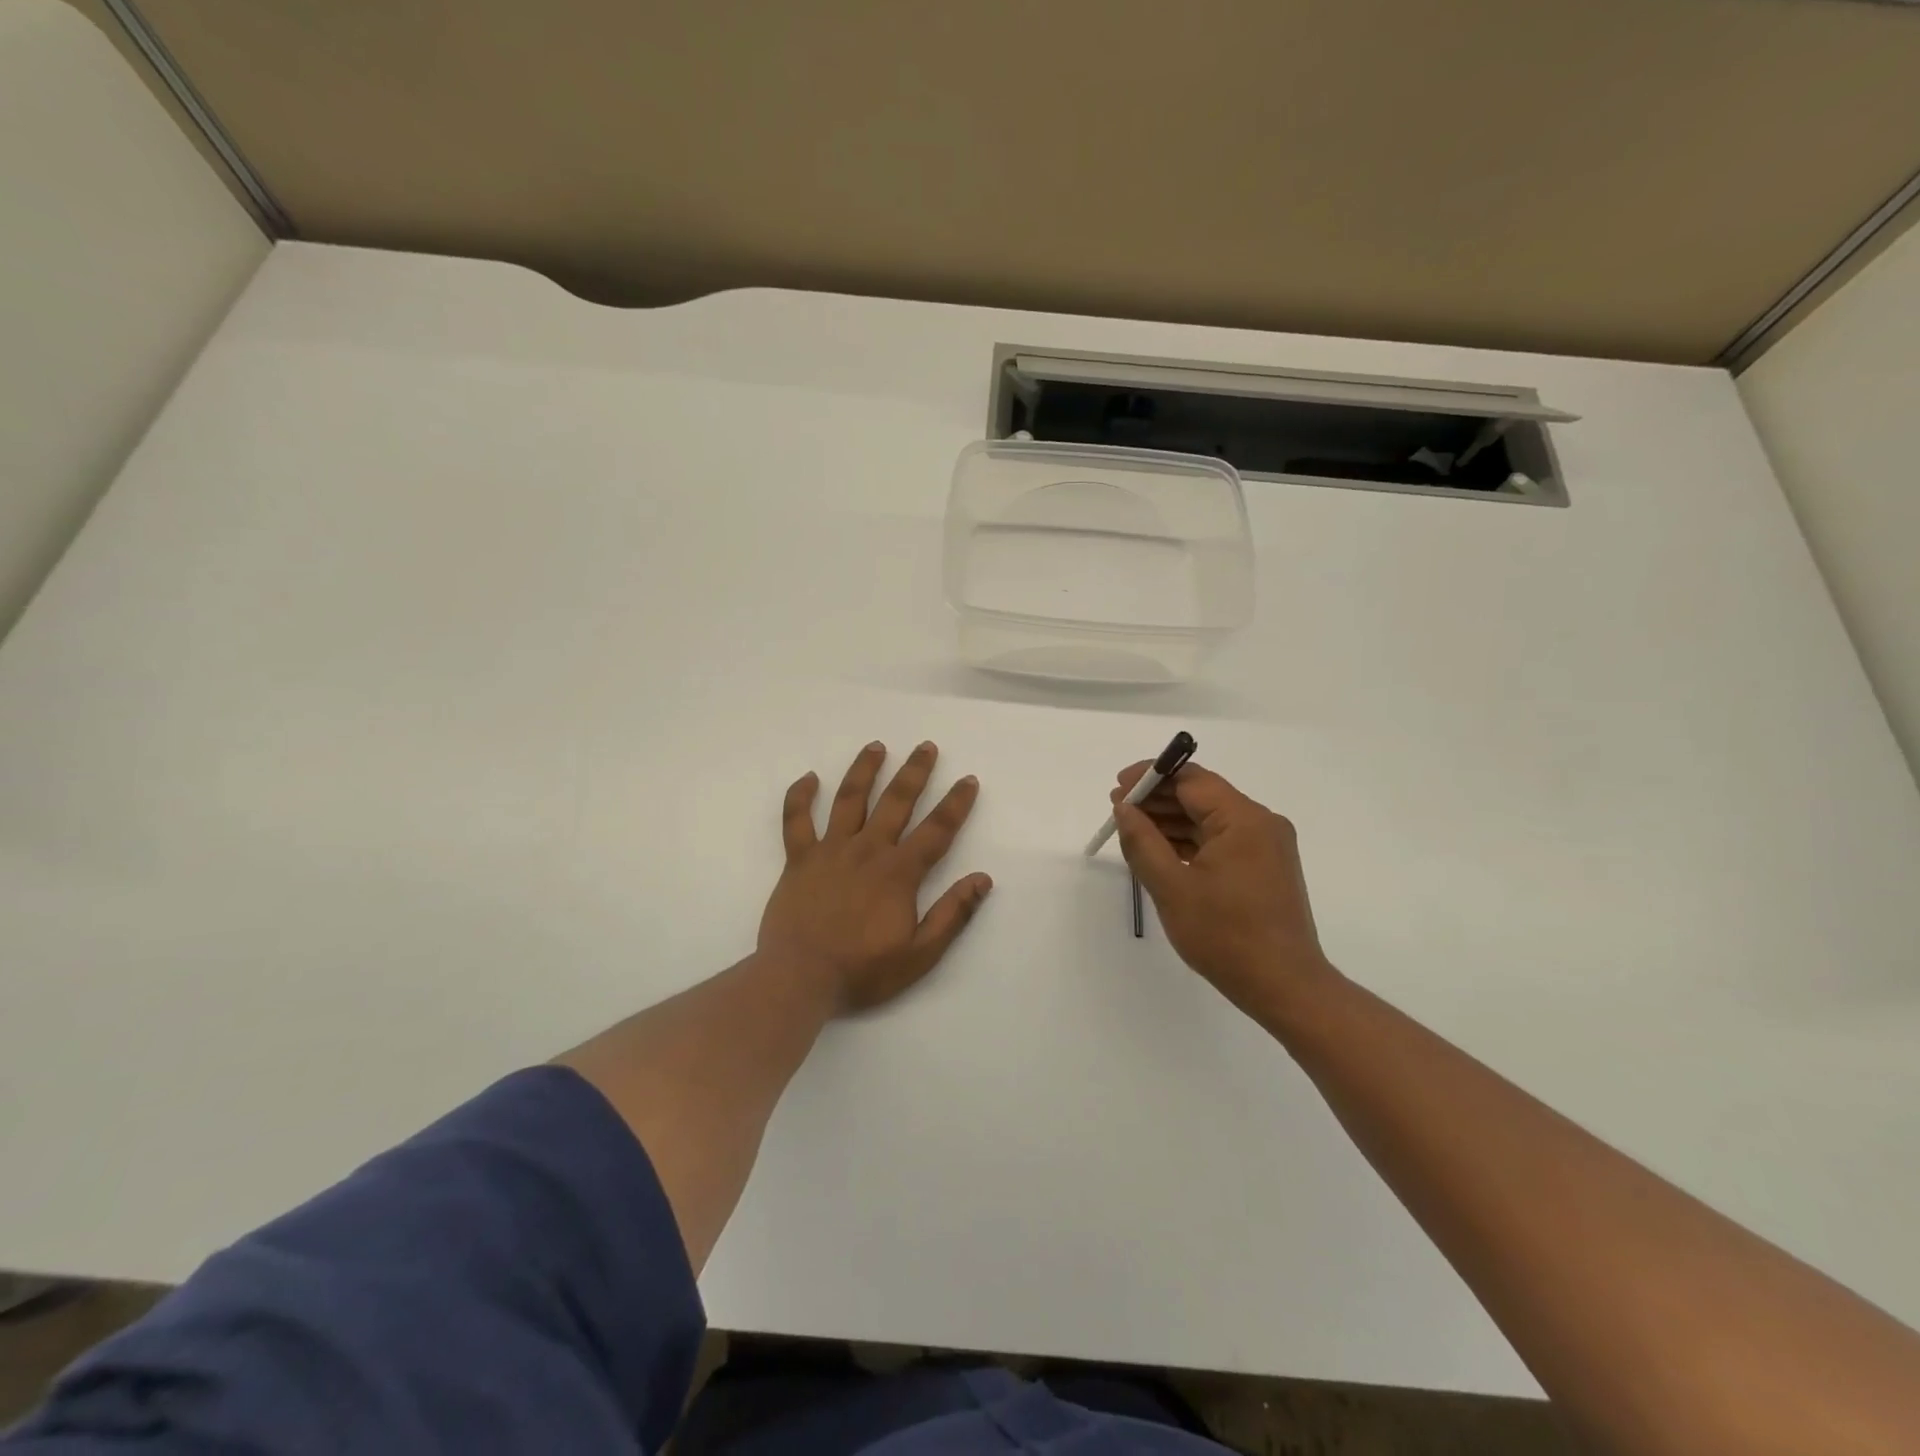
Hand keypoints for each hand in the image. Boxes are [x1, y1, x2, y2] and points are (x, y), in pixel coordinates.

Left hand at [760, 741, 991, 1013]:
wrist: (799, 979)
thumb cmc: (862, 970)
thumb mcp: (920, 954)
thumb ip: (952, 914)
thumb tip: (983, 878)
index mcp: (898, 872)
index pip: (936, 830)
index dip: (956, 803)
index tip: (968, 780)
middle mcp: (867, 850)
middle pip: (896, 801)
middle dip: (915, 772)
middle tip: (926, 746)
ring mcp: (830, 850)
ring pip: (849, 799)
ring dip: (865, 770)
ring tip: (876, 746)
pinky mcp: (798, 859)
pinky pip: (797, 820)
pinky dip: (801, 796)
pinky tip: (809, 777)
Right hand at [1112, 762, 1334, 1015]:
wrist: (1284, 986)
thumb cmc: (1225, 935)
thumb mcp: (1171, 887)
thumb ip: (1142, 841)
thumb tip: (1124, 808)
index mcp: (1243, 819)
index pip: (1190, 779)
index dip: (1151, 777)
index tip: (1118, 787)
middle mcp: (1260, 823)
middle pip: (1201, 795)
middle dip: (1158, 800)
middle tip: (1119, 811)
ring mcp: (1266, 845)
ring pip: (1210, 818)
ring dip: (1172, 821)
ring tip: (1133, 832)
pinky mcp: (1264, 866)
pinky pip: (1221, 840)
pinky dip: (1191, 841)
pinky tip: (1162, 852)